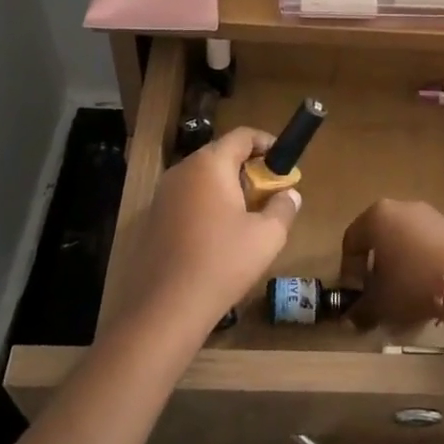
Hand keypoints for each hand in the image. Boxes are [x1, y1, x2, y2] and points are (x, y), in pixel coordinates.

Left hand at [119, 128, 300, 340]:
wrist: (167, 307)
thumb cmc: (223, 262)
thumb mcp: (268, 236)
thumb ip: (283, 207)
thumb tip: (289, 194)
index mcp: (210, 164)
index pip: (242, 136)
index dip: (267, 143)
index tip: (285, 162)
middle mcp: (183, 170)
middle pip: (221, 155)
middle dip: (250, 169)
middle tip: (271, 193)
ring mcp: (163, 194)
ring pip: (204, 178)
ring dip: (229, 188)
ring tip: (249, 216)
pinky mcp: (154, 218)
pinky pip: (188, 199)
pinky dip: (209, 205)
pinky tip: (221, 236)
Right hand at [338, 199, 443, 330]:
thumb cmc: (412, 283)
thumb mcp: (380, 302)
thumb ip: (361, 309)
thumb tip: (352, 318)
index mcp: (376, 216)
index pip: (352, 241)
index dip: (349, 270)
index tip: (354, 294)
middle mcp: (401, 207)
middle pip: (380, 238)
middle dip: (376, 267)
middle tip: (377, 293)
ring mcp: (430, 215)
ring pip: (405, 241)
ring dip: (400, 265)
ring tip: (404, 295)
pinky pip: (427, 245)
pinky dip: (422, 263)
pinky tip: (428, 288)